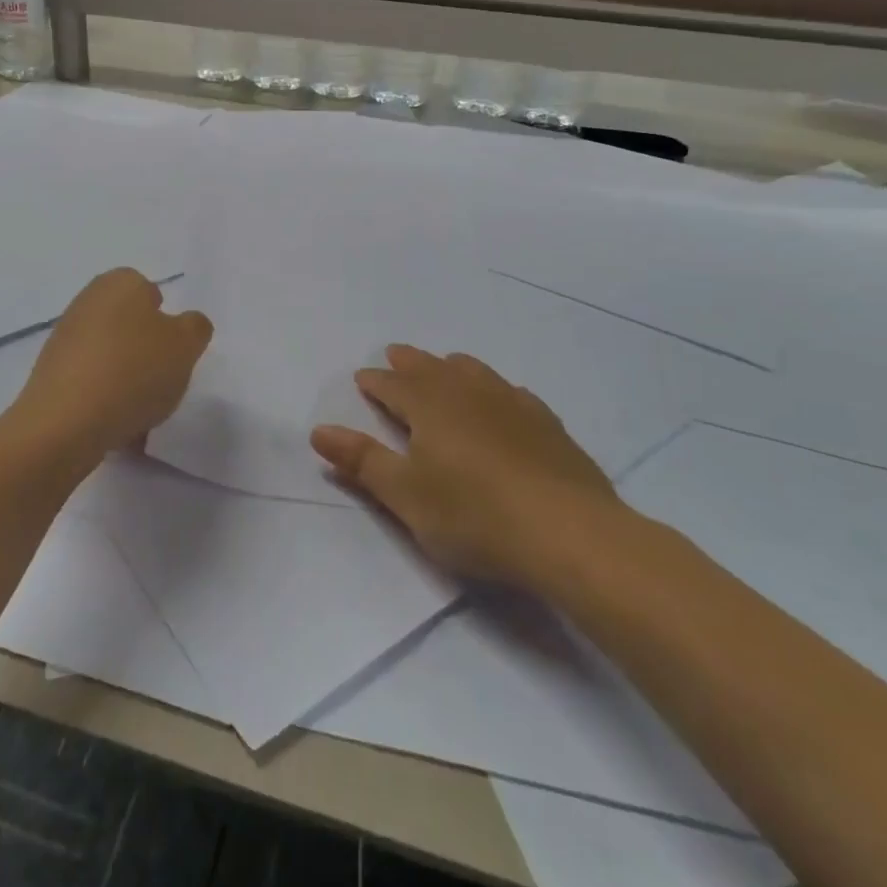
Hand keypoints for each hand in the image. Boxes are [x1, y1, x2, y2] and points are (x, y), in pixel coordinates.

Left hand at [16, 269, 211, 462]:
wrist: (66, 423)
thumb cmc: (133, 371)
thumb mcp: (186, 344)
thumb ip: (194, 328)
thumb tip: (185, 325)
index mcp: (119, 283)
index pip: (149, 291)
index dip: (165, 320)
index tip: (173, 350)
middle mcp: (86, 302)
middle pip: (128, 324)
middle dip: (146, 350)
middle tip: (162, 380)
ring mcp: (63, 339)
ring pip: (110, 356)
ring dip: (127, 378)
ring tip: (141, 411)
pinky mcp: (50, 375)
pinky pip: (90, 383)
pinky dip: (104, 399)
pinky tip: (116, 425)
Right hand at [310, 345, 631, 589]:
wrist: (568, 533)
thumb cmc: (474, 516)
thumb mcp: (406, 496)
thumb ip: (362, 461)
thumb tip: (318, 430)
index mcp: (429, 406)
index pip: (393, 385)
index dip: (375, 381)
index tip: (363, 377)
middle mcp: (468, 393)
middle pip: (431, 368)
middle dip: (408, 362)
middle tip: (395, 353)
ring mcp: (511, 404)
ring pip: (473, 372)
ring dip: (450, 366)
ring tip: (444, 364)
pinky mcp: (546, 425)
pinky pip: (511, 391)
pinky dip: (495, 387)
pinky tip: (502, 397)